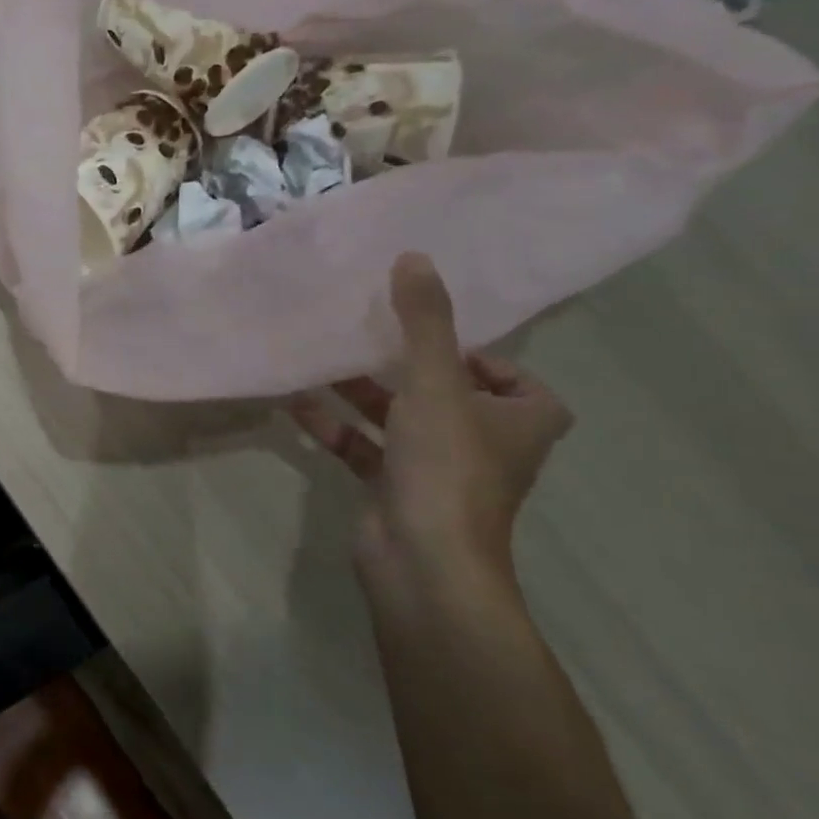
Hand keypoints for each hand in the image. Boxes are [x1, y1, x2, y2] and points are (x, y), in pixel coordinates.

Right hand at [290, 253, 572, 582]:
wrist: (423, 561)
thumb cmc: (446, 466)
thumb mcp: (435, 382)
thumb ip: (423, 321)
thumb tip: (414, 257)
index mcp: (521, 419)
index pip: (506, 372)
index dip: (468, 349)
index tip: (420, 331)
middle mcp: (485, 442)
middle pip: (442, 390)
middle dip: (397, 364)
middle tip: (358, 332)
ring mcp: (438, 469)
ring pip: (398, 417)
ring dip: (358, 392)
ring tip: (318, 360)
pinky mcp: (396, 488)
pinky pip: (364, 446)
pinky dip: (335, 426)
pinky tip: (296, 403)